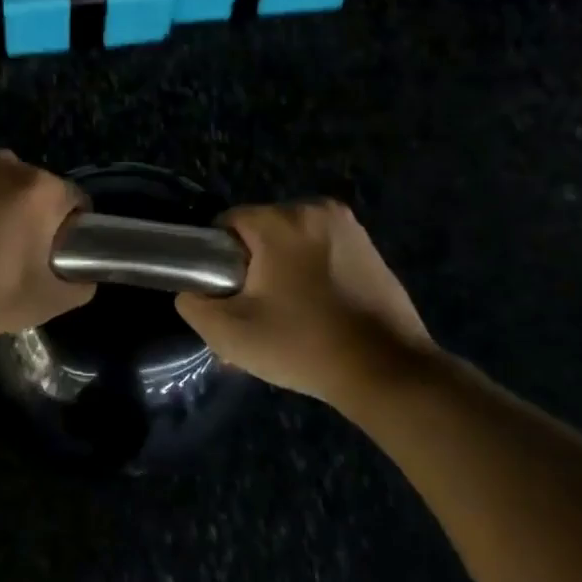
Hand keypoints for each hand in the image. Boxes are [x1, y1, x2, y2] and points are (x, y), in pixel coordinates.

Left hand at [0, 151, 95, 342]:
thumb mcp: (41, 303)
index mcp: (39, 188)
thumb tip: (83, 274)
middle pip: (35, 194)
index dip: (71, 236)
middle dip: (31, 223)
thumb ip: (79, 286)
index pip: (77, 204)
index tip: (50, 264)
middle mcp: (5, 163)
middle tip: (11, 265)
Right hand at [176, 200, 434, 408]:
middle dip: (252, 267)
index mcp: (282, 220)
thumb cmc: (303, 346)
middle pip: (261, 232)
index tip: (228, 296)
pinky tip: (316, 314)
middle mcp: (316, 209)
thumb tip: (194, 290)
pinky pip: (322, 253)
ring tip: (286, 319)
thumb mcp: (229, 333)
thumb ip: (194, 303)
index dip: (218, 259)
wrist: (387, 372)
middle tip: (255, 315)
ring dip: (282, 272)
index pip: (228, 224)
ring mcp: (350, 227)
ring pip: (292, 243)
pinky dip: (311, 275)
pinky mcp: (371, 248)